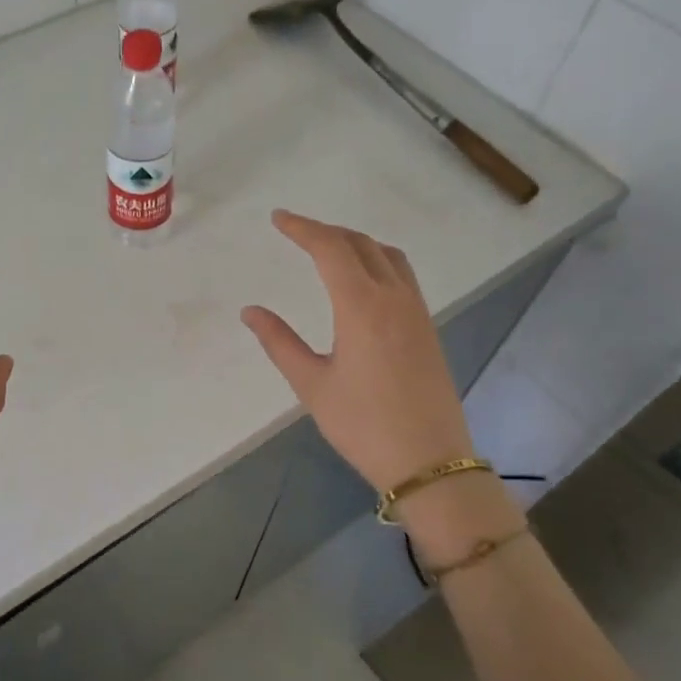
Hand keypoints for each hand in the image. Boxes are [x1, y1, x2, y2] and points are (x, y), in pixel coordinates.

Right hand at [241, 211, 514, 563]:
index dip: (302, 228)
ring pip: (387, 255)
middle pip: (360, 244)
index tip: (278, 219)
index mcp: (362, 306)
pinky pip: (402, 274)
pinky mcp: (427, 327)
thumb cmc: (363, 425)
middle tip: (295, 231)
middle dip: (326, 231)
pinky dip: (377, 259)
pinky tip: (362, 279)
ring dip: (356, 242)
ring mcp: (417, 311)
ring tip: (328, 247)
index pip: (331, 249)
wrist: (430, 462)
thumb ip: (279, 342)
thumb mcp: (311, 385)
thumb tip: (250, 311)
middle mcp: (394, 298)